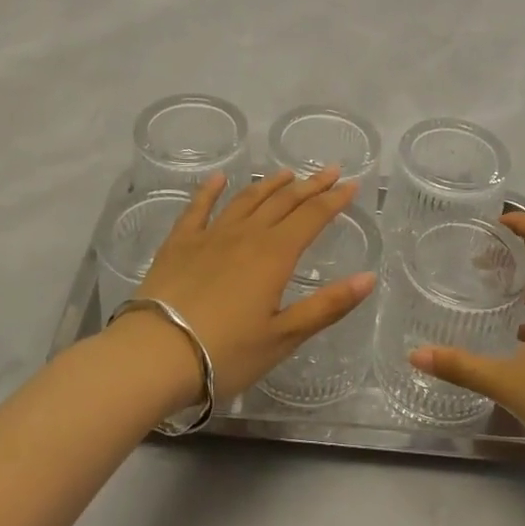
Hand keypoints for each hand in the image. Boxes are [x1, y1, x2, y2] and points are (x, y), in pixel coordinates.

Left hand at [129, 167, 377, 399]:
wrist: (155, 354)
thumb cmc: (226, 353)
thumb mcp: (284, 336)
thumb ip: (327, 306)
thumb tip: (369, 277)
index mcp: (274, 255)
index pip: (312, 217)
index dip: (334, 199)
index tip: (352, 184)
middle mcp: (245, 235)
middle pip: (283, 202)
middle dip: (309, 185)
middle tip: (329, 171)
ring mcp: (209, 236)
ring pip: (246, 199)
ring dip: (269, 184)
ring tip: (286, 173)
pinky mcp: (179, 244)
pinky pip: (198, 208)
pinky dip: (210, 190)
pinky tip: (219, 179)